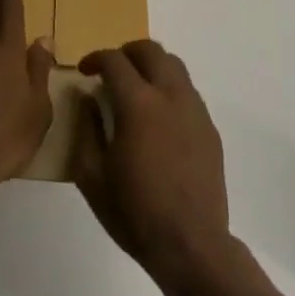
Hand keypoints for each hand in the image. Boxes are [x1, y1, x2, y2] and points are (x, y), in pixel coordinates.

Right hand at [74, 40, 230, 283]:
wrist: (191, 246)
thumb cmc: (135, 213)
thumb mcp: (93, 177)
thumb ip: (86, 129)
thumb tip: (87, 98)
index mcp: (138, 103)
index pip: (114, 61)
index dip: (95, 58)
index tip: (84, 70)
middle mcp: (169, 94)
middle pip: (149, 49)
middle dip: (126, 52)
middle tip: (111, 70)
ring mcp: (194, 108)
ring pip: (173, 64)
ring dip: (151, 65)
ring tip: (136, 87)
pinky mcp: (209, 126)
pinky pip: (187, 89)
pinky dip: (169, 87)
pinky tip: (159, 115)